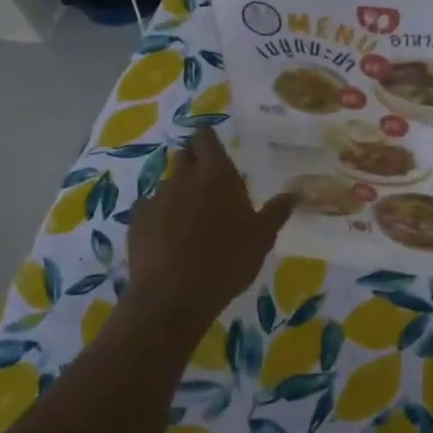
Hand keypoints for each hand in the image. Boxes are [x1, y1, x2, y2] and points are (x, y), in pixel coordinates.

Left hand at [124, 127, 296, 327]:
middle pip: (185, 156)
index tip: (210, 140)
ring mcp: (156, 198)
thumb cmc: (227, 260)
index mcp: (216, 175)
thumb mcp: (262, 237)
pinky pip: (151, 208)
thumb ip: (276, 211)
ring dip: (179, 191)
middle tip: (207, 179)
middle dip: (194, 161)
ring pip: (168, 183)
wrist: (174, 296)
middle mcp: (184, 178)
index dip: (207, 137)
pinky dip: (161, 214)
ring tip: (190, 214)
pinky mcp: (137, 220)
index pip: (206, 138)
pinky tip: (168, 235)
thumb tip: (295, 193)